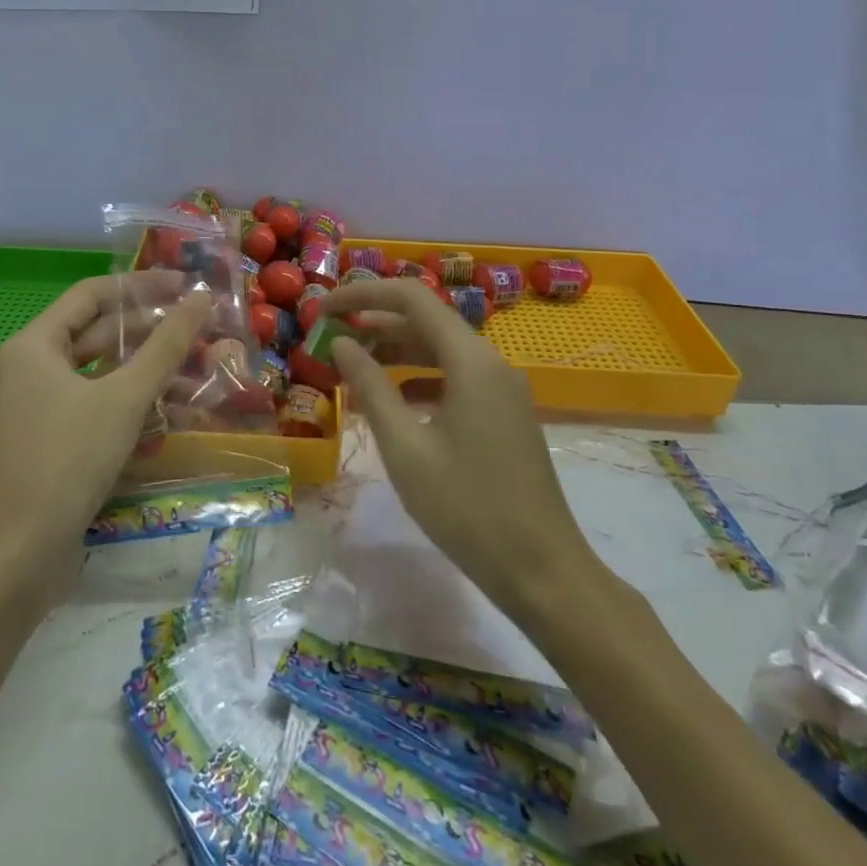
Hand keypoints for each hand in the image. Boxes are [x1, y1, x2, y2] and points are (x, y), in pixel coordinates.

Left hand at [0, 272, 212, 599]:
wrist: (21, 555)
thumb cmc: (68, 460)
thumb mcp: (124, 397)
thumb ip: (166, 346)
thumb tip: (201, 297)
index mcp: (35, 345)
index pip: (92, 294)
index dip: (141, 285)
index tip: (185, 286)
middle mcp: (32, 368)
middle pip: (98, 333)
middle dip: (150, 332)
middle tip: (200, 328)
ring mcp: (40, 407)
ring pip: (102, 374)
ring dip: (147, 372)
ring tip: (198, 370)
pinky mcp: (53, 441)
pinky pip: (97, 406)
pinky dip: (132, 405)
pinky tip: (172, 415)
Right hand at [321, 279, 598, 623]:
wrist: (542, 571)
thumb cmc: (467, 509)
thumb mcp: (405, 448)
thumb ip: (371, 388)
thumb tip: (342, 343)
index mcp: (471, 361)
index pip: (411, 298)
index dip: (364, 294)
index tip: (324, 308)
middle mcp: (491, 362)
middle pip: (427, 319)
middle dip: (376, 321)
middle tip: (330, 335)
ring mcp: (502, 388)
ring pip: (441, 348)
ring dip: (396, 349)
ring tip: (352, 362)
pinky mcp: (504, 413)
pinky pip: (455, 376)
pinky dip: (419, 376)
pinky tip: (393, 399)